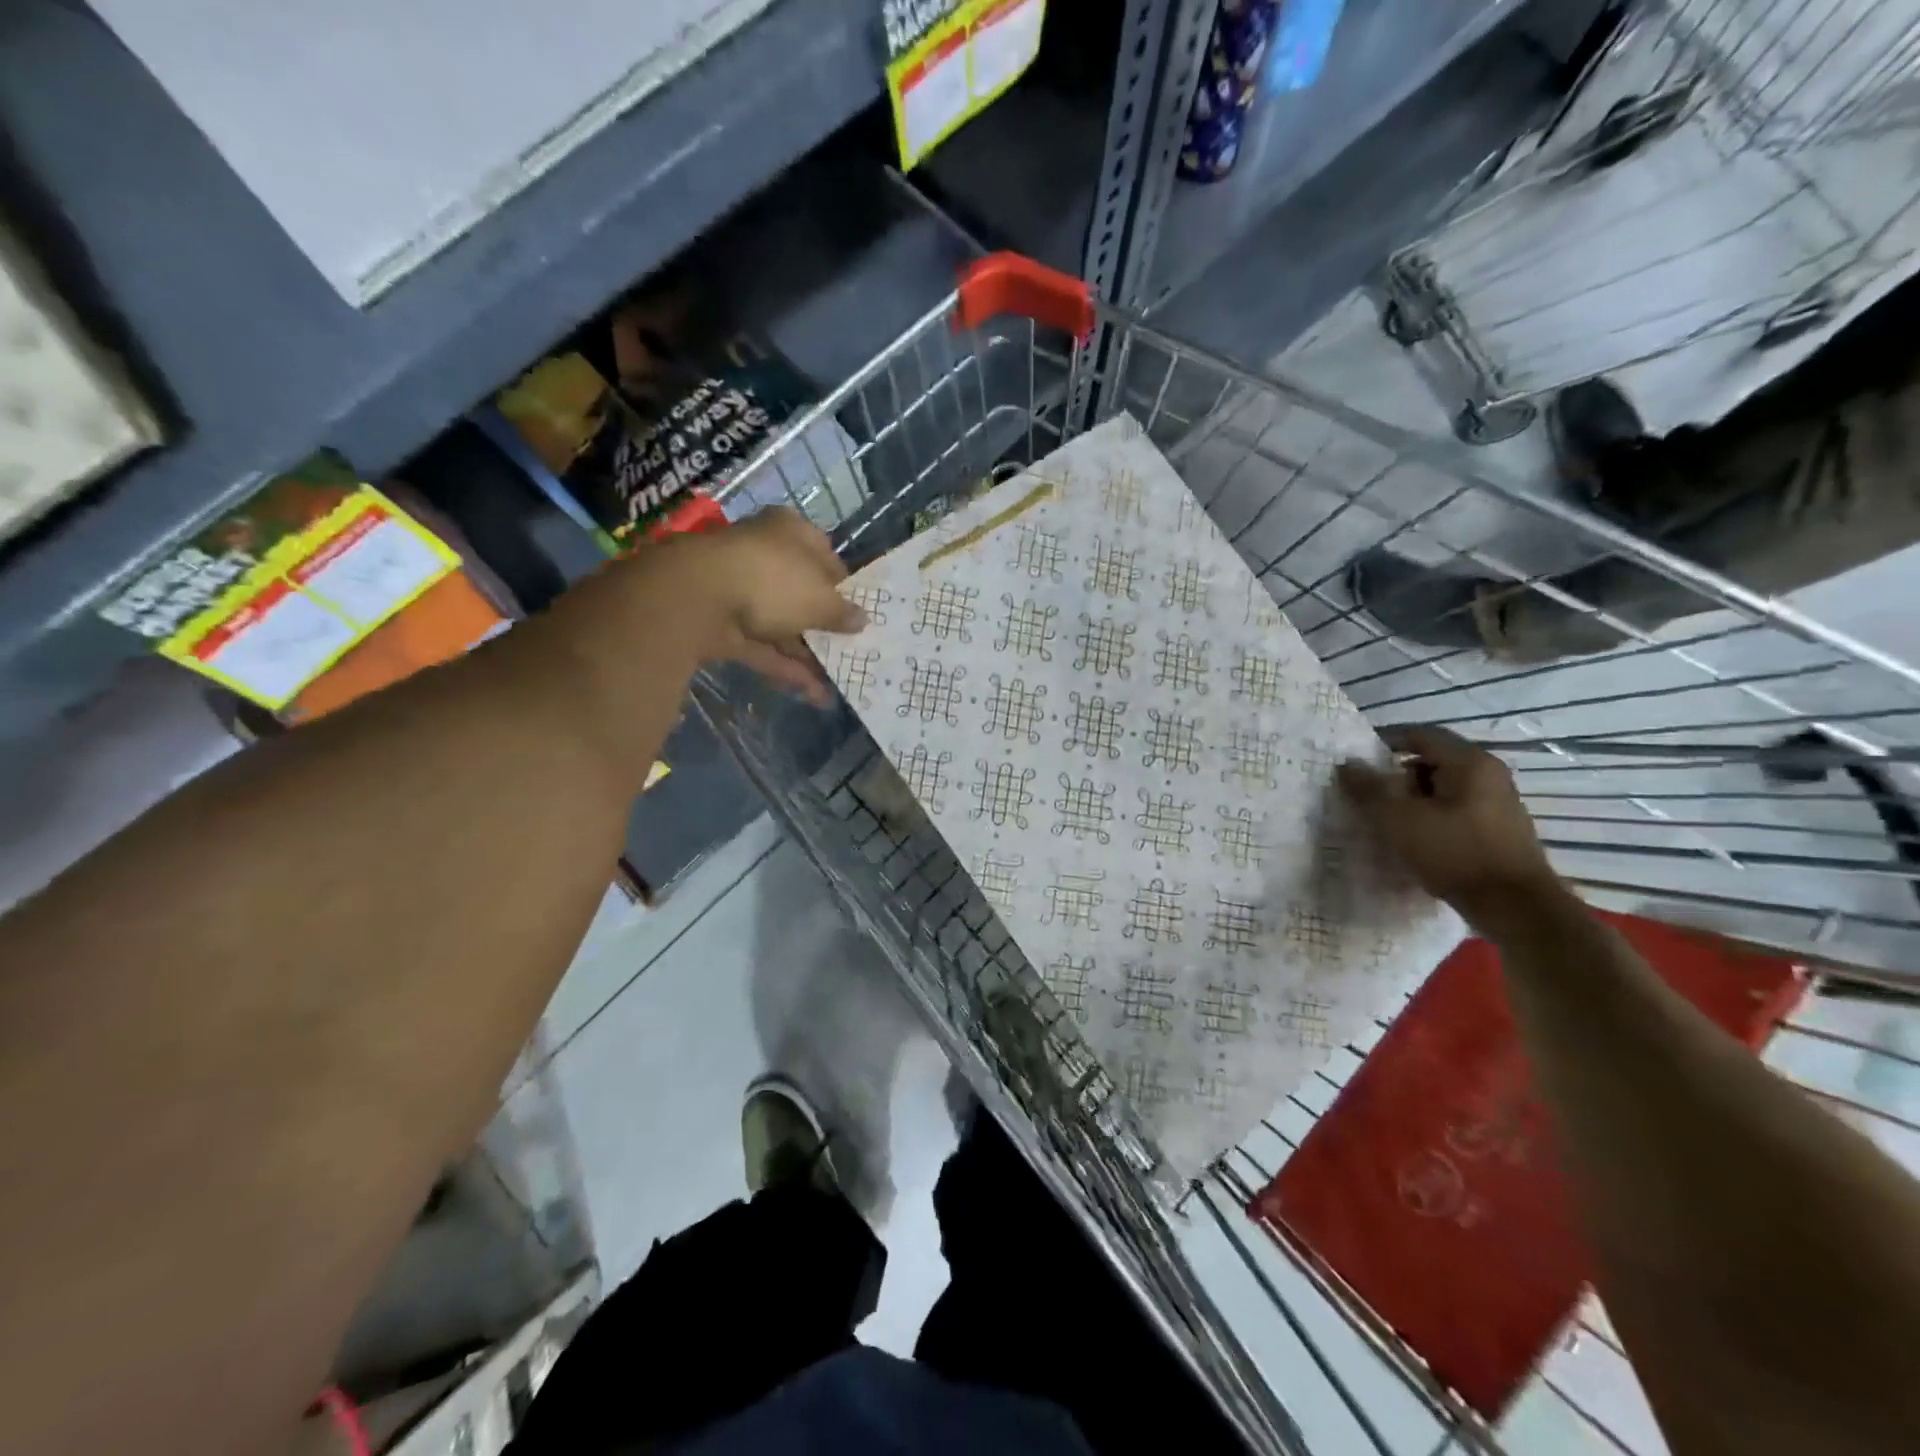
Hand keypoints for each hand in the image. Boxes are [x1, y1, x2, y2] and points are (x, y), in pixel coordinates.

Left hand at [642, 507, 865, 700]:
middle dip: (824, 623)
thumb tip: (861, 620)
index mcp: (791, 533)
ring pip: (782, 624)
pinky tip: (815, 694)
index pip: (825, 555)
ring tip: (839, 681)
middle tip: (851, 648)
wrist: (699, 597)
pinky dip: (786, 669)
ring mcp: (740, 592)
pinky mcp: (723, 627)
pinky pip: (763, 648)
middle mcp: (765, 556)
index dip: (843, 585)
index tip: (859, 611)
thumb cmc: (774, 580)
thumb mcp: (822, 598)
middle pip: (801, 592)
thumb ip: (842, 612)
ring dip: (809, 653)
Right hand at [1337, 725, 1560, 928]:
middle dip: (1398, 773)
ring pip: (1445, 785)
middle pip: (1433, 759)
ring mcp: (1499, 802)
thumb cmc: (1454, 852)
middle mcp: (1489, 774)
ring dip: (1414, 796)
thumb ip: (1369, 788)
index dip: (1385, 741)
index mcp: (1469, 762)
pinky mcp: (1500, 828)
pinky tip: (1416, 837)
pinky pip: (1458, 807)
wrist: (1515, 907)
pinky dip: (1433, 813)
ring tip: (1389, 819)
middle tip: (1371, 794)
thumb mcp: (1399, 819)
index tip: (1357, 759)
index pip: (1421, 734)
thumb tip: (1347, 764)